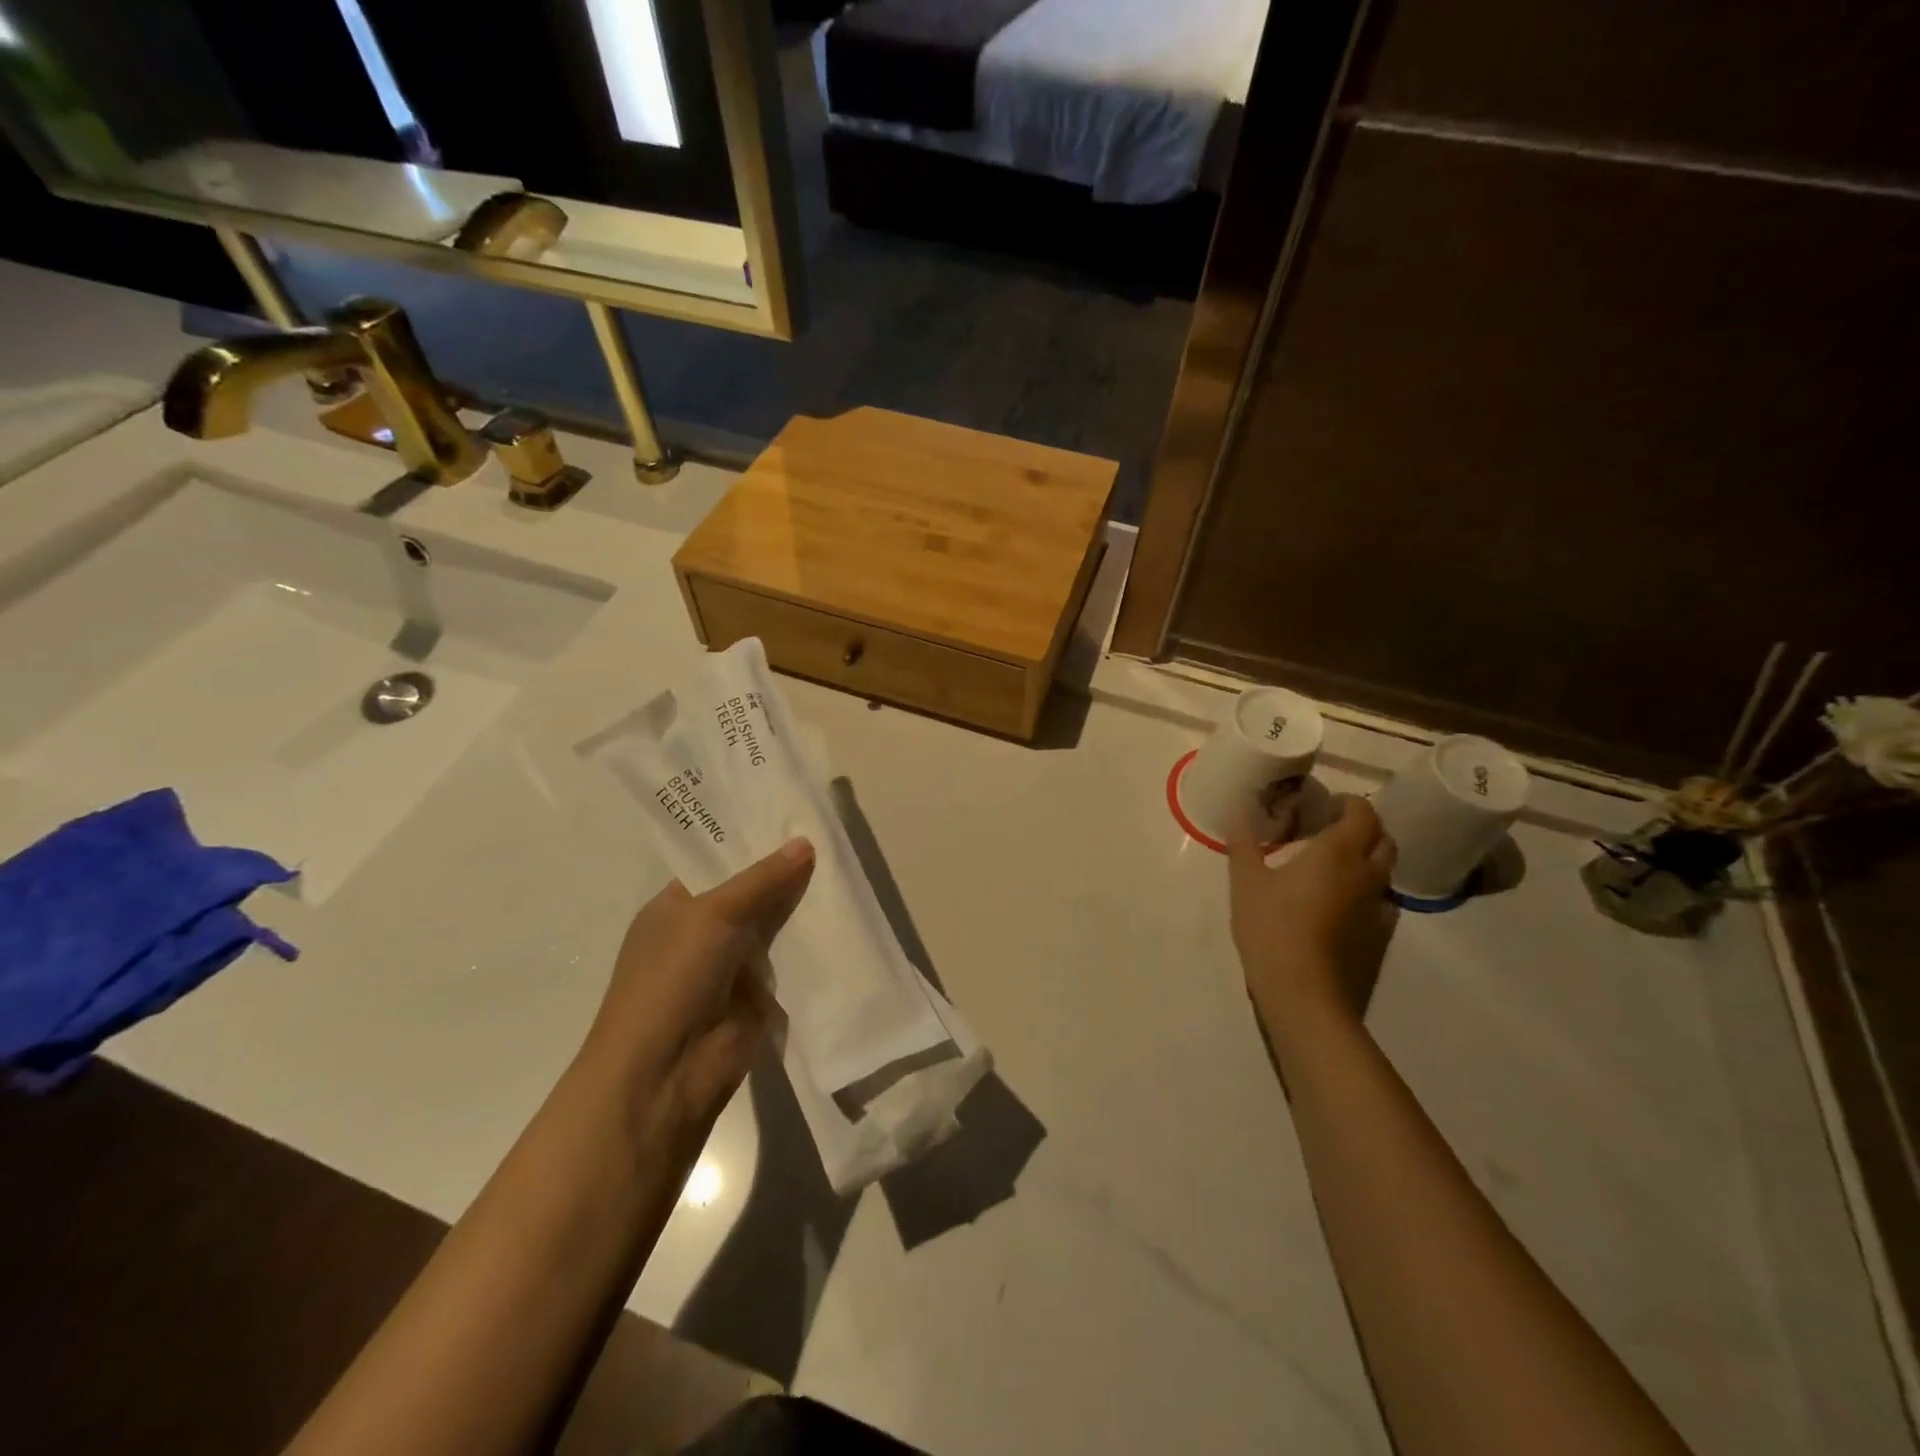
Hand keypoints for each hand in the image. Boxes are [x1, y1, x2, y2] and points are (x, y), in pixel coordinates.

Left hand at [583, 839, 814, 1155]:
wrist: (666, 1072)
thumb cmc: (673, 978)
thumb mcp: (714, 914)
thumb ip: (762, 879)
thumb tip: (805, 843)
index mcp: (674, 906)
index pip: (715, 862)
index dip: (751, 842)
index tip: (793, 817)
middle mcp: (701, 932)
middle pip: (750, 892)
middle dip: (784, 872)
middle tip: (831, 838)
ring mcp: (730, 966)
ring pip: (773, 925)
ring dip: (802, 908)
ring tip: (846, 870)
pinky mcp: (757, 996)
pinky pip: (789, 960)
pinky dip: (811, 945)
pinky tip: (845, 919)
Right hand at [1229, 796, 1395, 1027]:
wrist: (1305, 994)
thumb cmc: (1272, 928)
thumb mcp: (1246, 882)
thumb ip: (1244, 845)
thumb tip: (1239, 812)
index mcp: (1338, 852)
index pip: (1362, 813)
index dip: (1348, 804)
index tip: (1323, 806)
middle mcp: (1366, 874)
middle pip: (1382, 838)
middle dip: (1362, 828)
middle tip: (1328, 831)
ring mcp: (1377, 907)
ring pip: (1384, 870)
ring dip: (1366, 859)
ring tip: (1331, 866)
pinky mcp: (1379, 936)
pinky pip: (1380, 900)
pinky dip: (1364, 890)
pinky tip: (1337, 903)